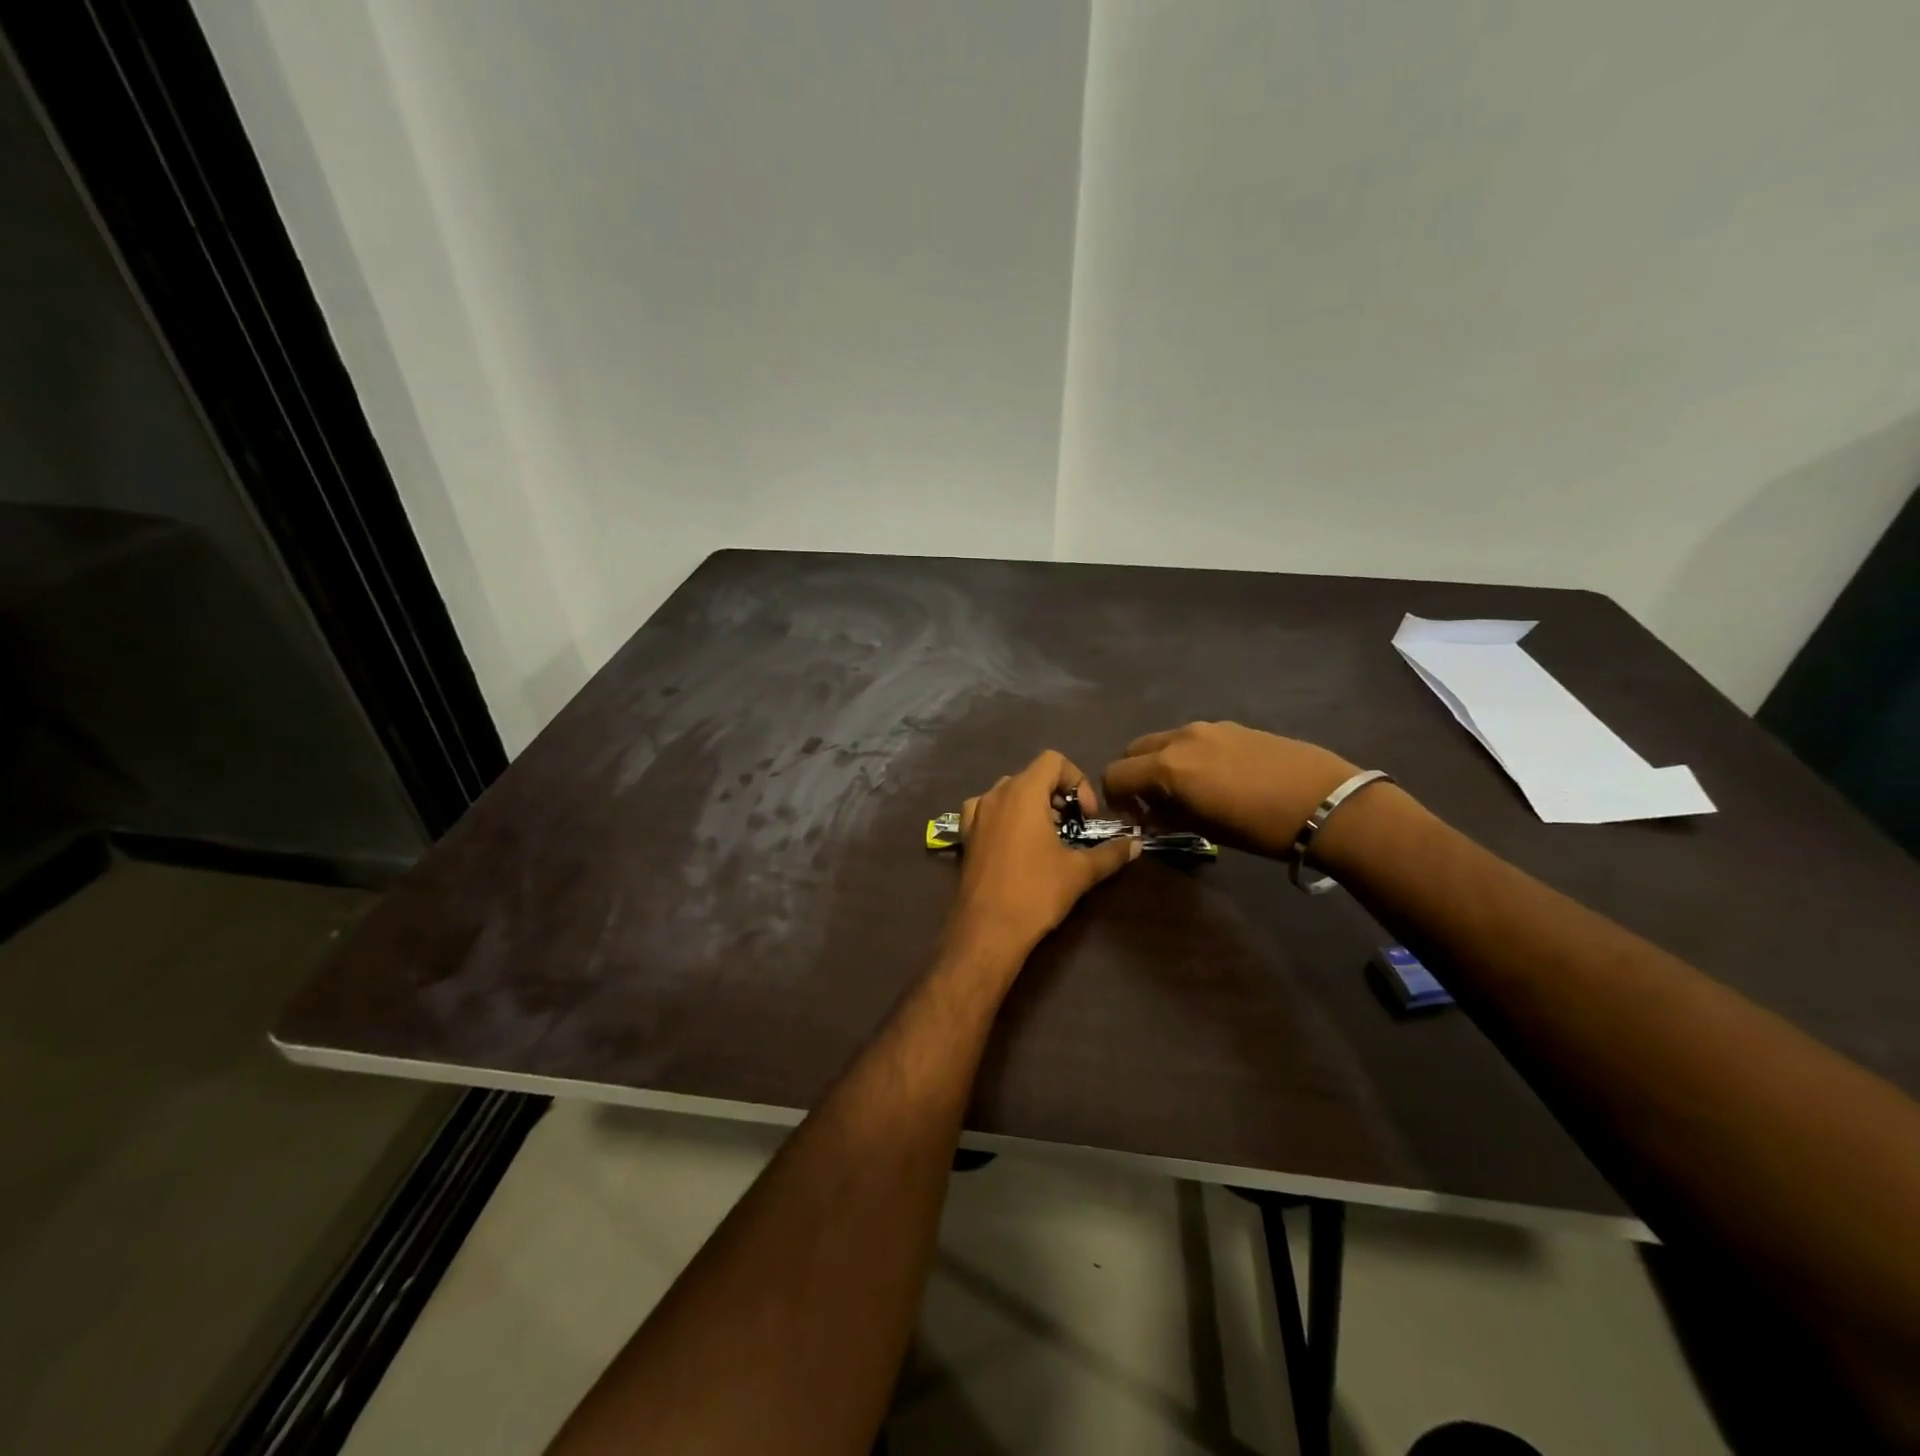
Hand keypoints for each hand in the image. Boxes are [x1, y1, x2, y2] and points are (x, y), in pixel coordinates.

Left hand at [944, 750, 1139, 968]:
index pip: (1053, 760)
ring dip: (1033, 806)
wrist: (988, 930)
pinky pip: (988, 811)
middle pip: (1032, 776)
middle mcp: (995, 794)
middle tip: (1073, 828)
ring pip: (1009, 793)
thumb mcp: (1080, 871)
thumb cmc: (1035, 892)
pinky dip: (1006, 817)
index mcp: (1022, 792)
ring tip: (1048, 837)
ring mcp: (975, 814)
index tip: (1086, 815)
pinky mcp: (965, 835)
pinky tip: (1017, 844)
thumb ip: (1111, 853)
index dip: (1077, 780)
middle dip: (1057, 796)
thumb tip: (1136, 844)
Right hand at [1102, 722, 1358, 858]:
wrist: (1325, 803)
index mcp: (1167, 766)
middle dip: (1133, 776)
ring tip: (1187, 791)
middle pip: (1134, 750)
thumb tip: (1152, 815)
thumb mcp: (1205, 829)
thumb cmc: (1259, 827)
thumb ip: (1168, 816)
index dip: (1116, 798)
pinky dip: (1187, 755)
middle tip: (1153, 804)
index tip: (1134, 818)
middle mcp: (1180, 738)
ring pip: (1164, 741)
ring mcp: (1208, 727)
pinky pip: (1193, 738)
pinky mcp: (1233, 726)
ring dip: (1160, 764)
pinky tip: (1217, 778)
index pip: (1115, 774)